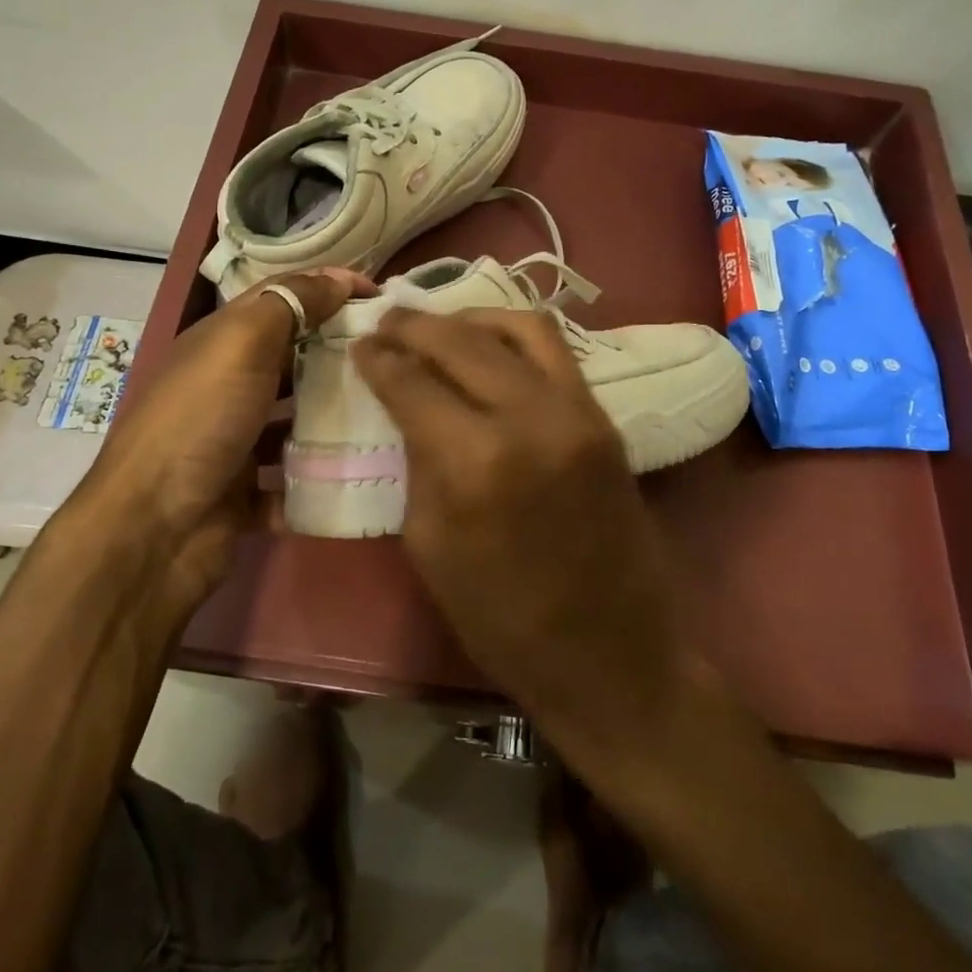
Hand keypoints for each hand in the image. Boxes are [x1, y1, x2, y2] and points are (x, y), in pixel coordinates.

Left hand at [61, 269, 370, 600]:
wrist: (155, 529)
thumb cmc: (200, 420)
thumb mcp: (242, 344)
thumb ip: (290, 304)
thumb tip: (339, 278)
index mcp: (222, 342)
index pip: (282, 298)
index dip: (329, 288)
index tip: (381, 297)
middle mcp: (228, 386)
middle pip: (294, 359)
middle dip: (341, 353)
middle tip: (395, 356)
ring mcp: (237, 441)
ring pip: (298, 420)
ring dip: (337, 416)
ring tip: (392, 410)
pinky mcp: (248, 492)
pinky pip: (295, 477)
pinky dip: (323, 475)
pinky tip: (366, 468)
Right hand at [349, 308, 685, 736]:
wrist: (611, 652)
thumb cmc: (502, 618)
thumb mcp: (430, 543)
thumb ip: (418, 460)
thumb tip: (408, 403)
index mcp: (476, 461)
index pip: (413, 382)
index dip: (379, 358)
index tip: (360, 344)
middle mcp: (531, 418)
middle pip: (462, 341)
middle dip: (416, 325)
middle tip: (388, 320)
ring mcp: (578, 412)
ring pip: (520, 327)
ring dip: (470, 318)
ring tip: (438, 324)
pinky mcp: (605, 417)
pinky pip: (555, 351)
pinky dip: (514, 336)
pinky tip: (488, 345)